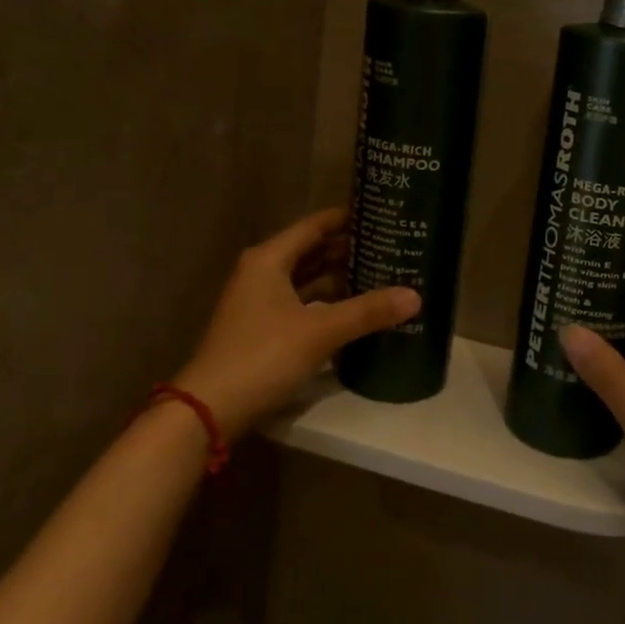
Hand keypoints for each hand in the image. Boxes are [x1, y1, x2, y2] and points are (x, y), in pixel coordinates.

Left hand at [176, 209, 418, 440]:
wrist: (209, 409)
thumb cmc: (262, 355)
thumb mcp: (319, 331)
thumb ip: (367, 311)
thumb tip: (415, 296)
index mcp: (270, 259)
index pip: (315, 226)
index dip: (347, 218)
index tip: (382, 214)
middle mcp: (262, 273)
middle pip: (312, 252)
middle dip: (349, 250)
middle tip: (391, 247)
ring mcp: (259, 302)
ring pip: (307, 280)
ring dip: (339, 279)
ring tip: (382, 276)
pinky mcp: (262, 329)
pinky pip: (301, 304)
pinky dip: (326, 304)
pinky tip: (354, 311)